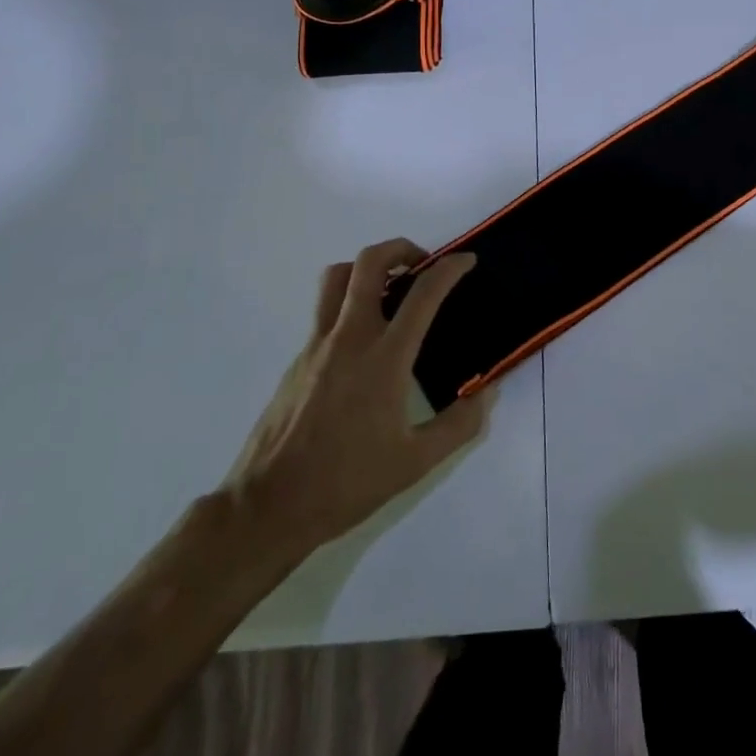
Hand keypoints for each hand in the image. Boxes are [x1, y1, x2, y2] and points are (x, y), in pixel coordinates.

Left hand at [220, 240, 490, 562]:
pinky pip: (325, 311)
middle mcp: (350, 338)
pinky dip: (349, 303)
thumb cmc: (346, 483)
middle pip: (370, 263)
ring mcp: (318, 345)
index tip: (467, 261)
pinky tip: (364, 341)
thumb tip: (487, 393)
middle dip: (401, 248)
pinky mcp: (297, 359)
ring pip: (337, 277)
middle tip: (423, 265)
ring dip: (367, 268)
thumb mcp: (416, 463)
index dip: (450, 268)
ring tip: (390, 288)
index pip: (423, 293)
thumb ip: (459, 425)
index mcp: (384, 358)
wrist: (268, 507)